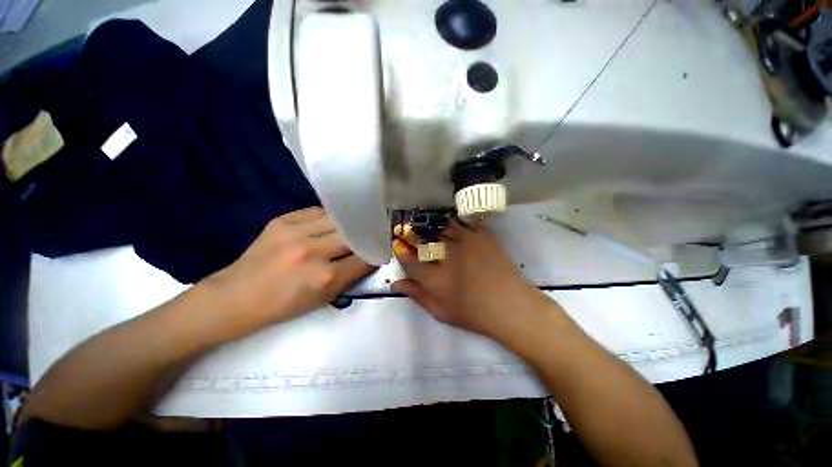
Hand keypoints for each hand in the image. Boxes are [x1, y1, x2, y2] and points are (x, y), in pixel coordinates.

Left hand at [201, 207, 373, 336]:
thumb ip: (350, 276)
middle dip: (365, 236)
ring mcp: (296, 232)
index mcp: (325, 277)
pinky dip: (328, 217)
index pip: (364, 258)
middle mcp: (313, 251)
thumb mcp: (323, 298)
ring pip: (338, 219)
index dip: (375, 253)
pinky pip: (317, 211)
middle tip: (370, 234)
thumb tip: (368, 257)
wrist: (237, 296)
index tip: (380, 249)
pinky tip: (329, 222)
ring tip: (352, 225)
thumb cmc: (283, 305)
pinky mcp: (283, 221)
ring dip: (348, 223)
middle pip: (353, 235)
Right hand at [392, 220, 550, 337]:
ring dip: (435, 227)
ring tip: (433, 229)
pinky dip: (457, 223)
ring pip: (442, 227)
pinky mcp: (482, 236)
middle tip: (411, 233)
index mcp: (435, 278)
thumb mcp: (441, 311)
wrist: (511, 306)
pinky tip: (455, 226)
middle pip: (424, 239)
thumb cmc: (474, 314)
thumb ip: (416, 295)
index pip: (409, 261)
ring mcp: (466, 242)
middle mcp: (448, 255)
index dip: (401, 253)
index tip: (398, 247)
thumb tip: (395, 283)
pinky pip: (465, 222)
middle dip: (413, 235)